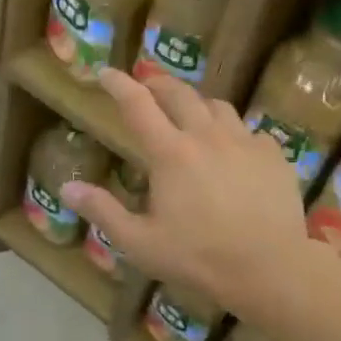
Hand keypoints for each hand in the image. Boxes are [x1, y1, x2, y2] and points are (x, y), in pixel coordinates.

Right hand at [59, 69, 322, 317]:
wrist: (269, 268)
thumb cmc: (198, 257)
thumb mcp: (140, 242)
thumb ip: (103, 212)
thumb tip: (67, 189)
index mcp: (170, 153)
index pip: (137, 105)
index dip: (118, 85)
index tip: (105, 73)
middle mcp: (207, 136)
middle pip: (180, 94)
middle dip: (158, 84)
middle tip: (148, 86)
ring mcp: (244, 142)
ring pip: (218, 107)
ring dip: (197, 105)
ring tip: (191, 116)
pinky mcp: (273, 155)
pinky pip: (249, 131)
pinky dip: (234, 133)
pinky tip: (233, 150)